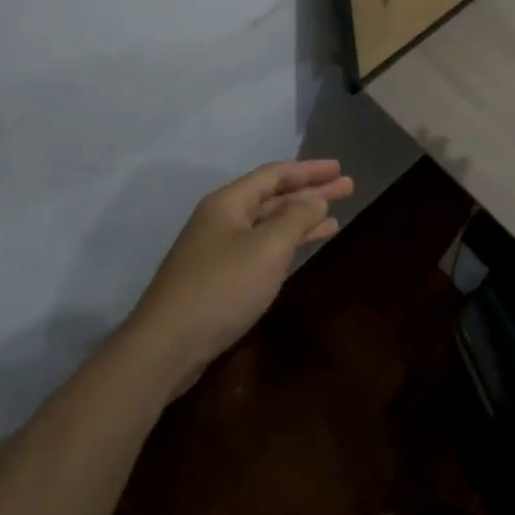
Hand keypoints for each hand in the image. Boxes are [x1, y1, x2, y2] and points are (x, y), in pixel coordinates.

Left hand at [126, 160, 353, 380]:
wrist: (166, 346)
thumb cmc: (222, 288)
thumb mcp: (267, 248)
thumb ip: (296, 218)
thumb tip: (315, 200)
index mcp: (228, 203)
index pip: (274, 174)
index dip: (309, 170)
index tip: (339, 168)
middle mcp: (222, 219)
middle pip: (273, 197)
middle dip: (310, 192)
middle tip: (347, 187)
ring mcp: (218, 249)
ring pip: (268, 224)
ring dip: (301, 218)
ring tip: (335, 217)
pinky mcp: (219, 277)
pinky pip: (261, 248)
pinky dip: (287, 244)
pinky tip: (304, 248)